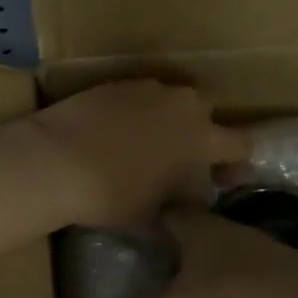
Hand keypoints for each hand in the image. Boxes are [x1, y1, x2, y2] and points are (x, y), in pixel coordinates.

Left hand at [29, 81, 249, 226]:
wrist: (56, 159)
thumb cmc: (113, 193)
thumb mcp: (153, 215)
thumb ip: (180, 209)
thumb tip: (184, 211)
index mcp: (202, 137)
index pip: (241, 144)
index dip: (235, 164)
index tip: (221, 179)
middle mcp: (183, 104)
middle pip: (206, 114)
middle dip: (200, 135)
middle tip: (181, 161)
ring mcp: (149, 88)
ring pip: (172, 101)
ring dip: (168, 120)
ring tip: (145, 145)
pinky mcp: (117, 82)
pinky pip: (141, 96)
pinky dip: (137, 112)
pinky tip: (117, 132)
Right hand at [129, 207, 297, 297]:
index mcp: (202, 228)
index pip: (169, 211)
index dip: (150, 219)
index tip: (132, 234)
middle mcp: (234, 234)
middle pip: (199, 234)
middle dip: (178, 251)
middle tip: (152, 274)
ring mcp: (266, 258)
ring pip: (226, 261)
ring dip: (208, 277)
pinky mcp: (289, 286)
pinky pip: (250, 287)